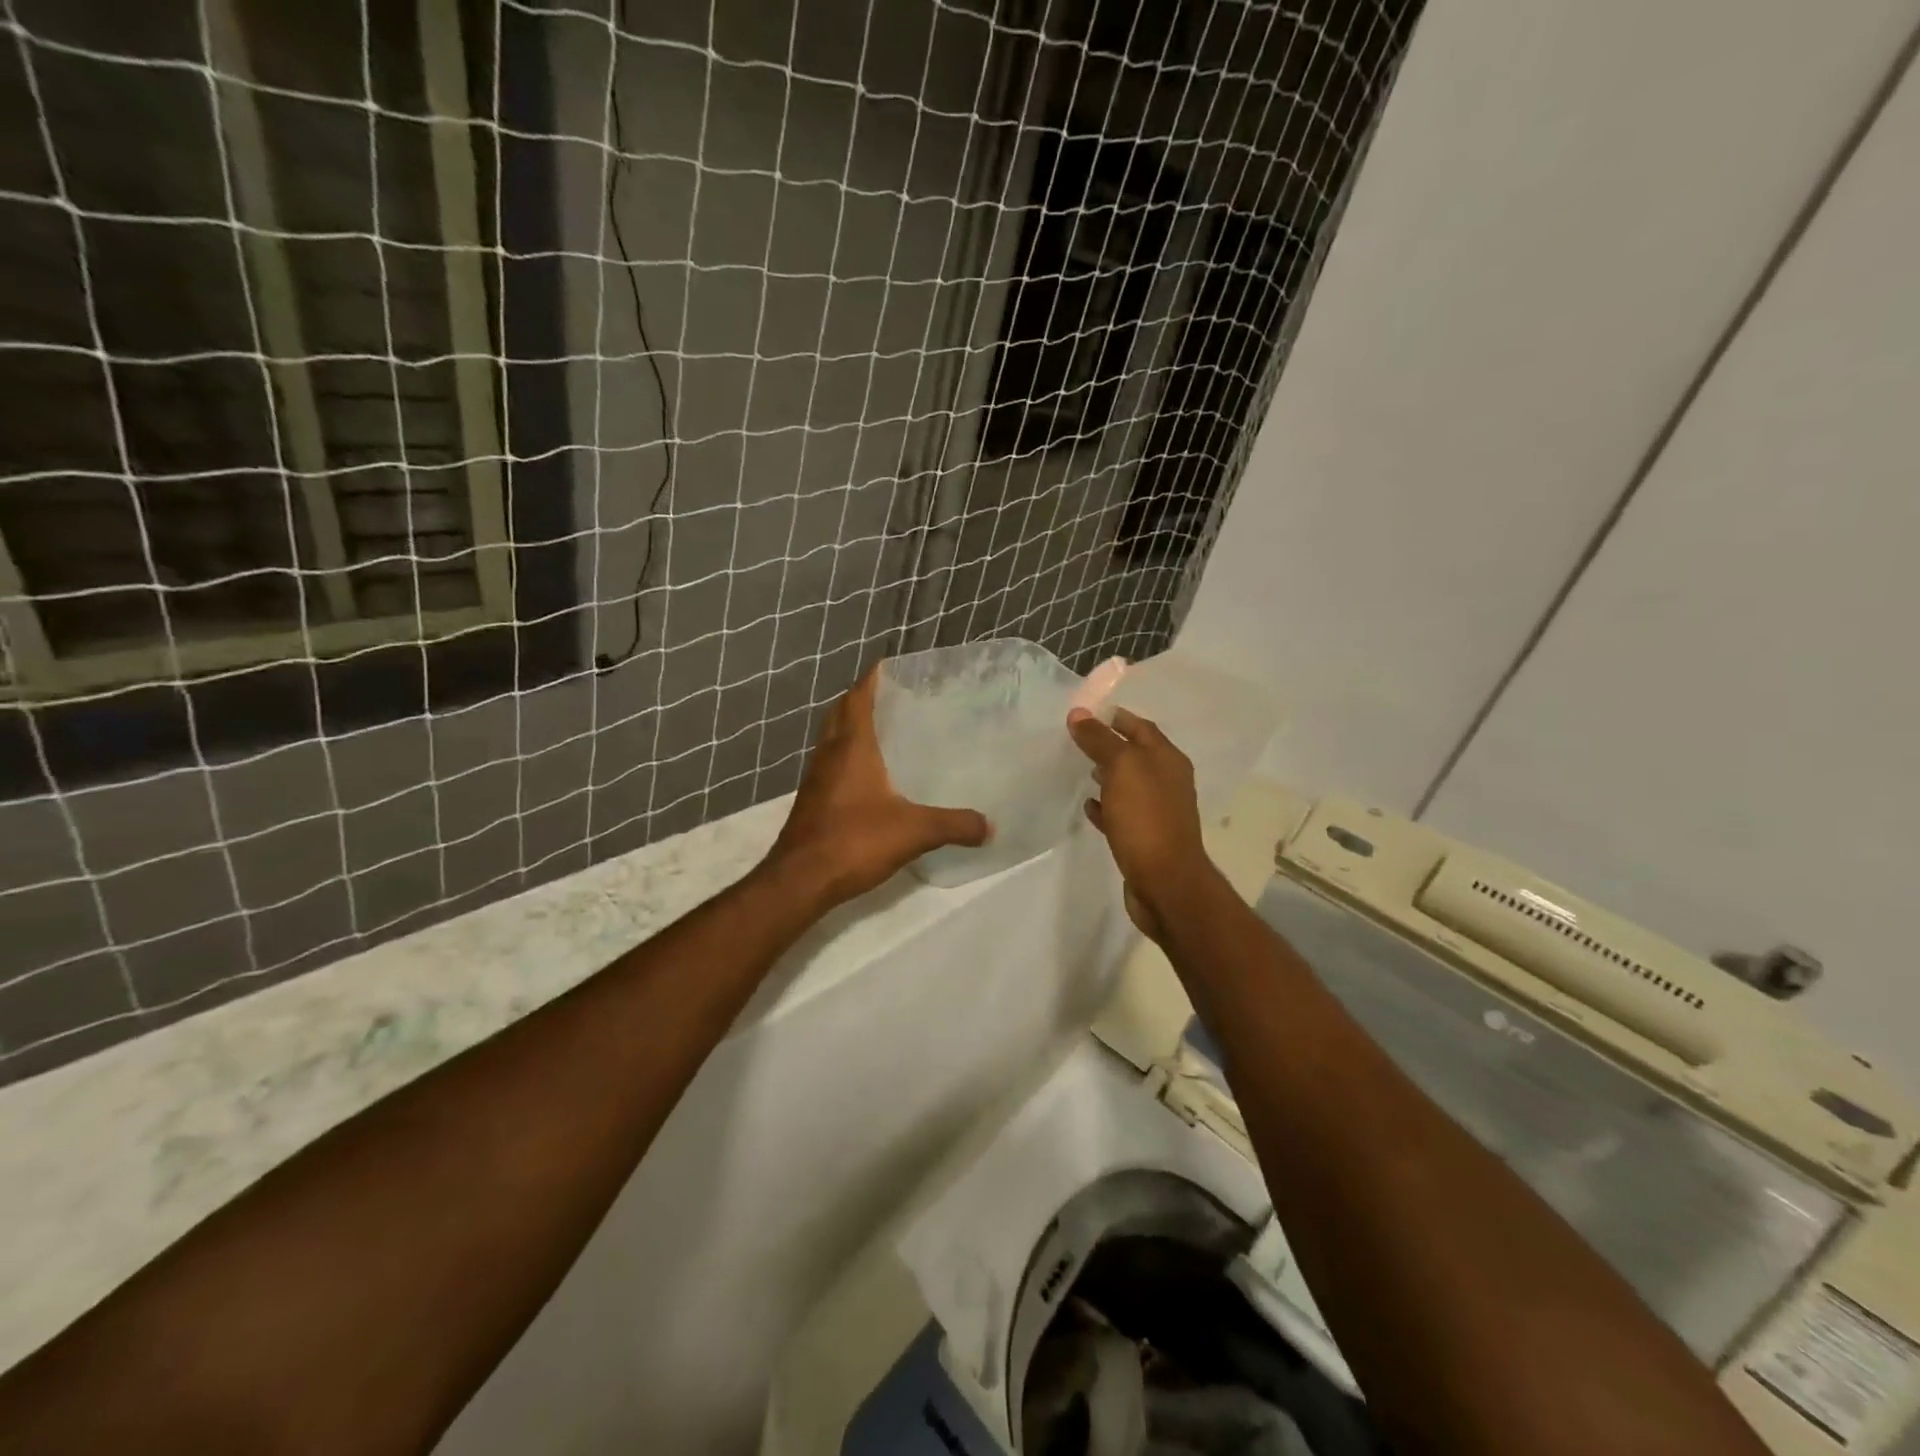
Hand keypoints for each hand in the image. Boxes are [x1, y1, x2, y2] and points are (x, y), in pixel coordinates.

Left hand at [763, 667, 990, 907]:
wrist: (800, 880)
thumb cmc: (854, 841)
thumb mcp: (914, 831)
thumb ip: (954, 824)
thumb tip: (989, 826)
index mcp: (851, 747)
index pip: (858, 697)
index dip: (872, 678)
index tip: (892, 665)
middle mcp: (829, 754)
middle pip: (841, 712)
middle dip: (862, 698)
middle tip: (894, 695)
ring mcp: (816, 778)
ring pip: (833, 738)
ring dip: (852, 727)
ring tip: (886, 729)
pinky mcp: (813, 801)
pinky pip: (831, 764)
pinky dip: (848, 756)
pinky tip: (870, 775)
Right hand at [1067, 706, 1218, 940]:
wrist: (1165, 882)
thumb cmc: (1146, 818)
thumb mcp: (1122, 769)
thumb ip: (1100, 740)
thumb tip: (1079, 714)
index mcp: (1168, 760)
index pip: (1141, 727)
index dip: (1116, 718)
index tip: (1086, 714)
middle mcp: (1168, 782)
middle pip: (1136, 755)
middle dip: (1110, 746)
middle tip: (1078, 740)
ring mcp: (1158, 812)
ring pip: (1129, 785)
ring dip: (1108, 775)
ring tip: (1081, 770)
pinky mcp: (1145, 838)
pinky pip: (1122, 814)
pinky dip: (1106, 807)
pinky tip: (1088, 807)